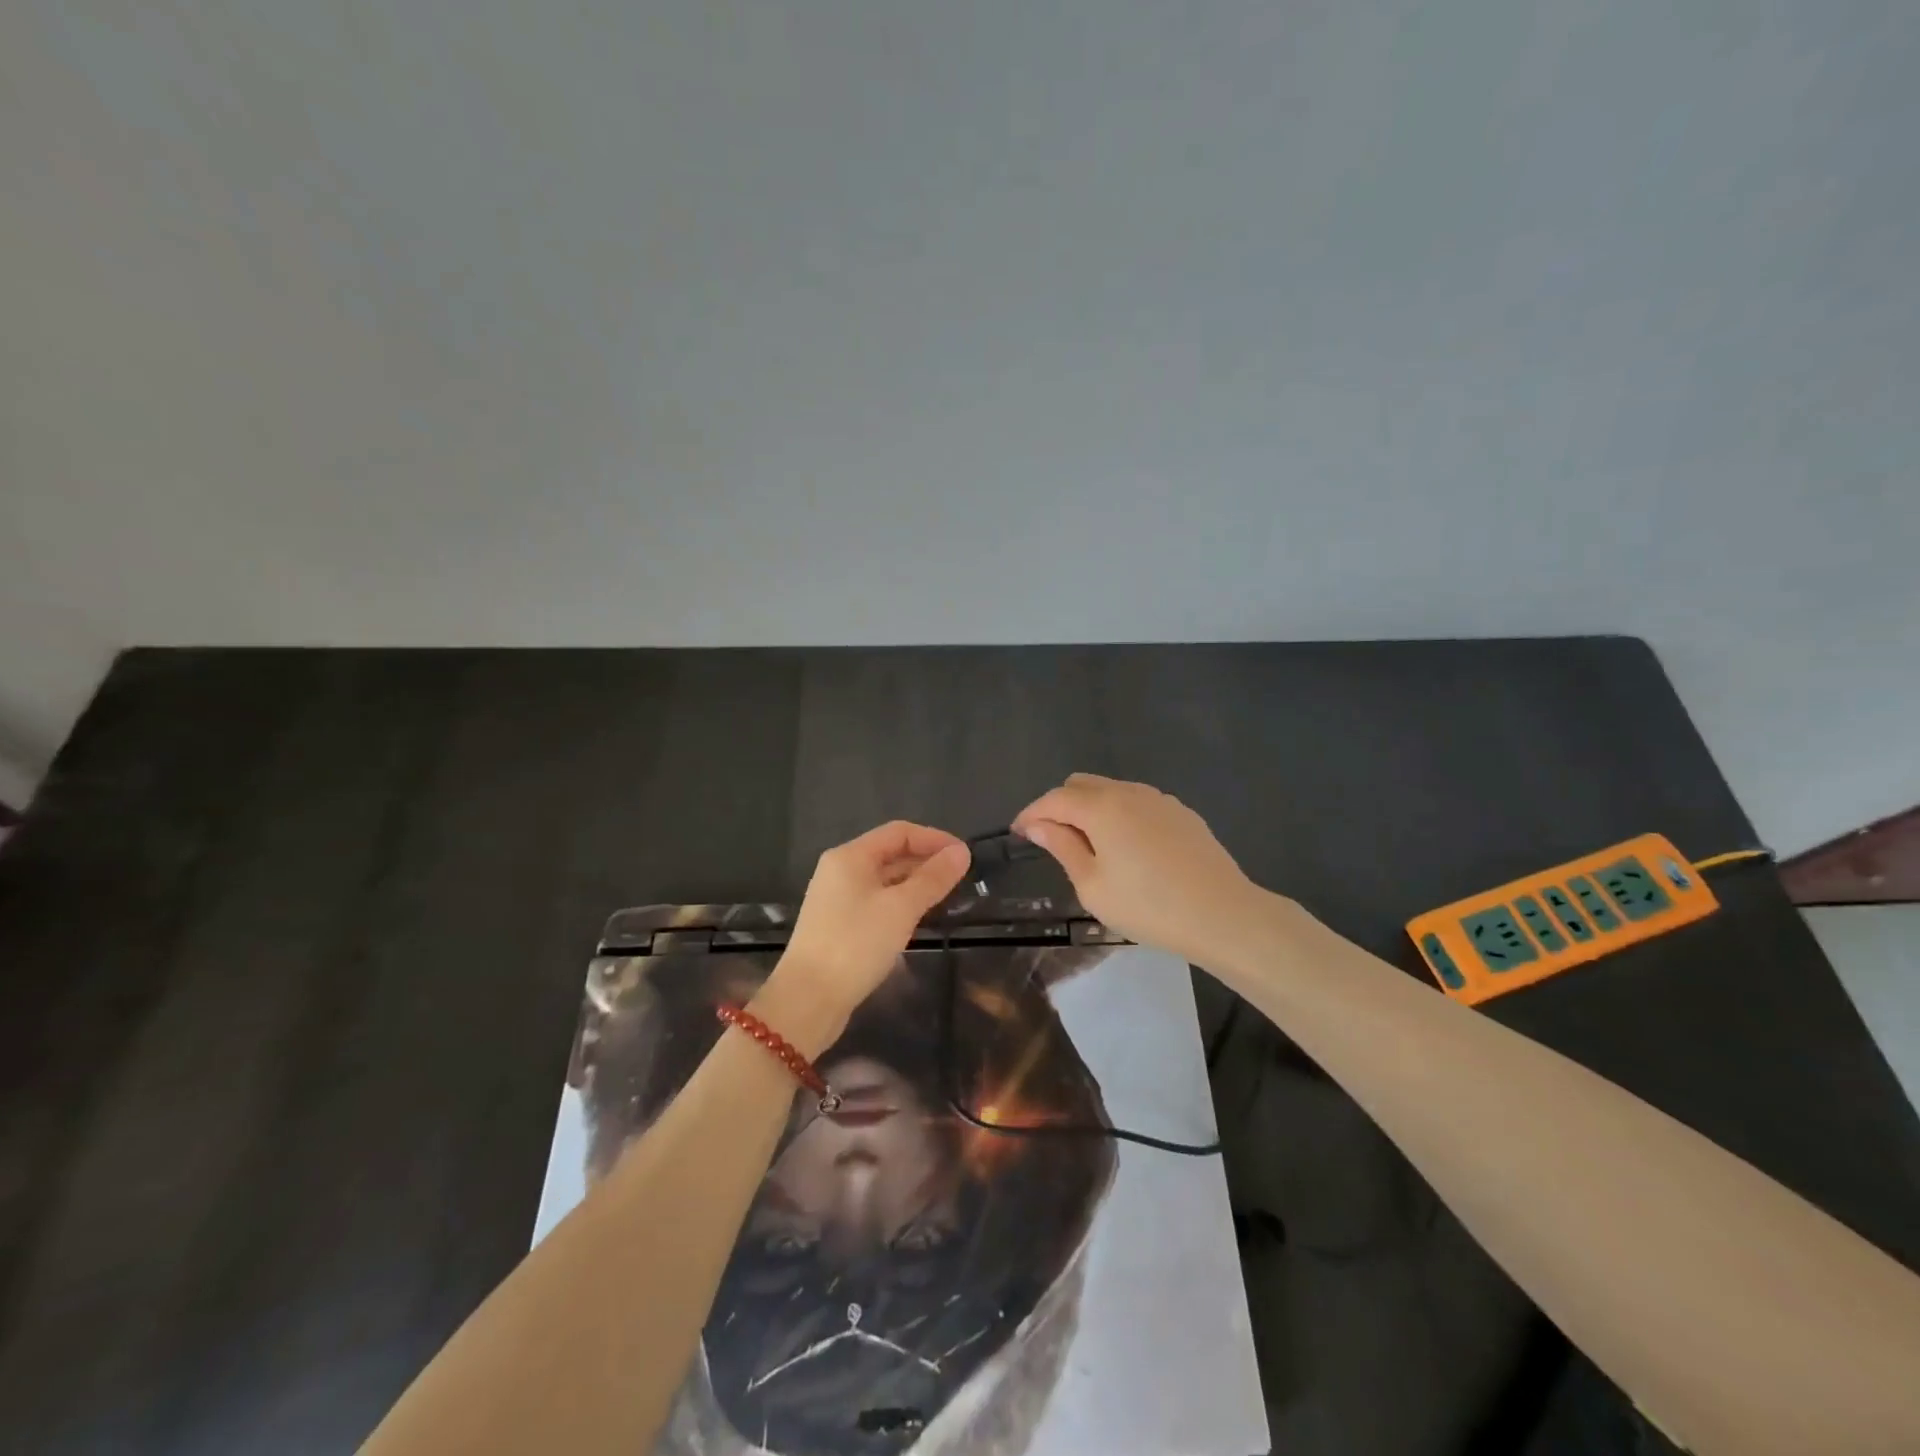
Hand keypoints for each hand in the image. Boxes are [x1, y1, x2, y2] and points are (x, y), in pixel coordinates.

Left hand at [759, 821, 969, 1051]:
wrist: (808, 1000)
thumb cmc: (856, 944)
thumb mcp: (901, 908)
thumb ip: (933, 878)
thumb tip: (961, 852)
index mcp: (850, 856)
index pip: (899, 832)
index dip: (934, 839)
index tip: (964, 855)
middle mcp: (840, 870)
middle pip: (890, 853)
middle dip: (926, 860)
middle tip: (961, 877)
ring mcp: (837, 899)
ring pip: (884, 880)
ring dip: (915, 883)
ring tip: (947, 895)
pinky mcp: (839, 925)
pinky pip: (876, 901)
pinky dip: (900, 902)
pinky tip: (919, 918)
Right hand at [1013, 774, 1262, 964]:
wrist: (1223, 914)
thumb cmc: (1148, 906)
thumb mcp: (1093, 885)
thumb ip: (1062, 847)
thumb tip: (1037, 824)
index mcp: (1101, 807)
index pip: (1054, 798)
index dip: (1031, 813)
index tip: (1018, 834)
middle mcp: (1128, 792)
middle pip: (1081, 784)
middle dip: (1060, 806)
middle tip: (1055, 842)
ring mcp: (1159, 799)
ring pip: (1111, 791)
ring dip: (1091, 809)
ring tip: (1091, 848)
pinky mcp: (1181, 813)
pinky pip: (1138, 803)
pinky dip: (1120, 815)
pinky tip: (1129, 849)